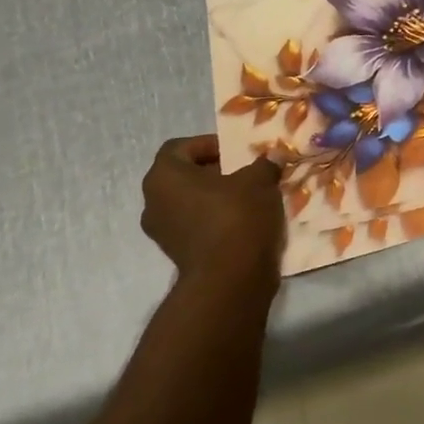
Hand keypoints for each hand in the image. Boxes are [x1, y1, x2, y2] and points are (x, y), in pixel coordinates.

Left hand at [141, 136, 285, 298]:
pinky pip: (195, 226)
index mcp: (164, 176)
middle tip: (245, 173)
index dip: (208, 144)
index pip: (180, 148)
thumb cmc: (237, 216)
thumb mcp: (259, 180)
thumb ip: (263, 164)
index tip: (236, 152)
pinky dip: (215, 220)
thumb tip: (271, 158)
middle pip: (183, 176)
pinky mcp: (176, 254)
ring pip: (189, 202)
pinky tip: (244, 222)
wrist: (230, 279)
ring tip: (248, 198)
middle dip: (214, 172)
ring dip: (215, 197)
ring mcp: (162, 232)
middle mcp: (153, 202)